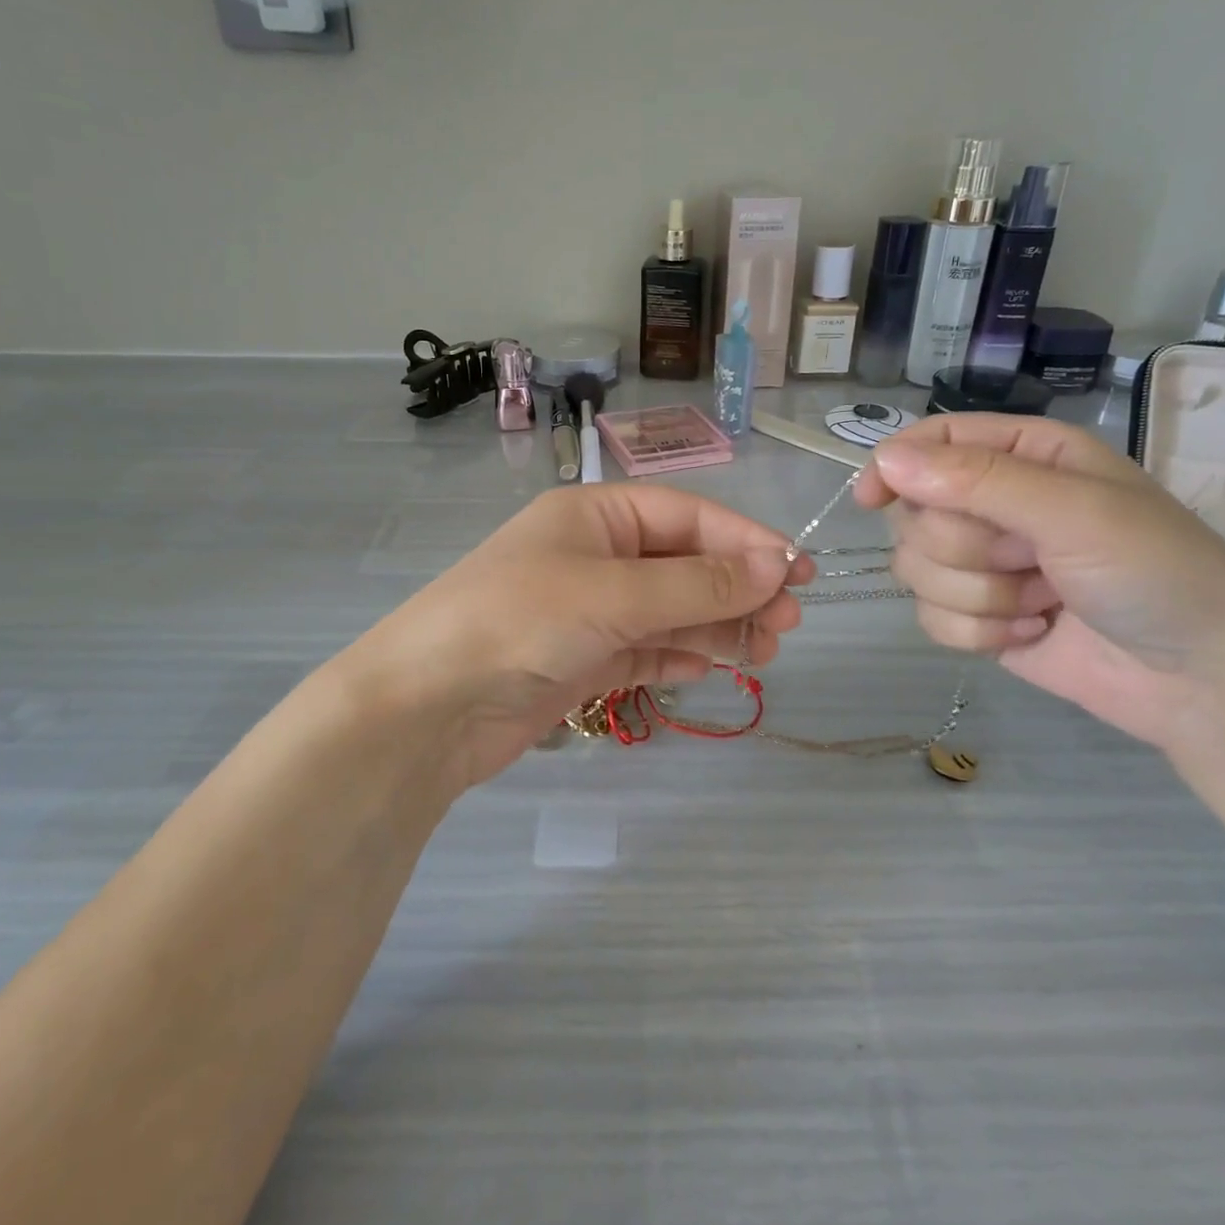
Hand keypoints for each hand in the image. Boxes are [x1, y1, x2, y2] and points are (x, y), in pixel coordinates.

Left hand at [342, 485, 812, 792]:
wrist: (427, 708)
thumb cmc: (520, 621)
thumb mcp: (615, 593)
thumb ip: (698, 584)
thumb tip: (777, 565)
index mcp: (595, 516)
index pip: (687, 516)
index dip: (745, 540)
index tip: (797, 570)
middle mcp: (594, 555)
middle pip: (684, 564)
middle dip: (737, 589)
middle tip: (789, 622)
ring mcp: (587, 610)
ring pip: (670, 610)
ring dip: (717, 625)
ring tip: (766, 650)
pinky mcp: (581, 660)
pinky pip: (645, 649)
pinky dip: (678, 655)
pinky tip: (711, 667)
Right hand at [855, 415, 1224, 747]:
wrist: (1204, 681)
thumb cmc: (1157, 573)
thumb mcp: (1074, 511)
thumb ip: (977, 482)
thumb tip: (887, 460)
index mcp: (1022, 456)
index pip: (931, 442)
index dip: (895, 466)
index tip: (874, 500)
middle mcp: (995, 504)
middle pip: (915, 515)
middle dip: (966, 549)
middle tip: (1029, 559)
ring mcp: (983, 564)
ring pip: (916, 570)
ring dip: (977, 595)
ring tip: (1040, 602)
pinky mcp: (977, 617)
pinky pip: (931, 618)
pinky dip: (977, 633)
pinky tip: (1030, 633)